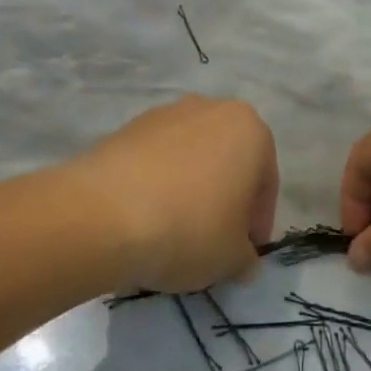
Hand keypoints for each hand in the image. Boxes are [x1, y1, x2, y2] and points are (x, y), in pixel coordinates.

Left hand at [69, 96, 277, 292]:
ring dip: (189, 190)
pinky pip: (154, 161)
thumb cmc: (189, 229)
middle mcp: (209, 109)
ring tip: (173, 232)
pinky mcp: (126, 128)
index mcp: (248, 129)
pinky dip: (156, 185)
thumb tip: (241, 260)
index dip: (257, 223)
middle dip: (224, 199)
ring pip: (189, 158)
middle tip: (213, 241)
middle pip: (227, 162)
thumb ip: (245, 257)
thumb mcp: (233, 259)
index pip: (265, 182)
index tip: (242, 254)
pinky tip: (145, 219)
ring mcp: (164, 114)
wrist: (105, 213)